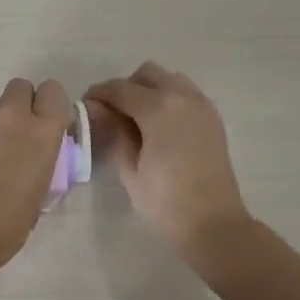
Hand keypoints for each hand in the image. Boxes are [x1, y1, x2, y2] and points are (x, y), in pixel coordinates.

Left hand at [0, 79, 72, 269]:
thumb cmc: (6, 224)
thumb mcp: (40, 190)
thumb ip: (40, 159)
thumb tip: (33, 154)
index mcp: (43, 131)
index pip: (53, 91)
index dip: (46, 104)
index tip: (40, 120)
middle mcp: (12, 112)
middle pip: (19, 86)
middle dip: (16, 104)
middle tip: (8, 131)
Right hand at [86, 63, 250, 251]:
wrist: (214, 226)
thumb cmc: (165, 202)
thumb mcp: (129, 169)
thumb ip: (114, 131)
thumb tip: (97, 109)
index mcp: (159, 108)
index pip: (120, 88)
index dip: (98, 94)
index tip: (84, 106)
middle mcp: (183, 97)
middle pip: (147, 74)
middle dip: (126, 87)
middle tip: (112, 113)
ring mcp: (202, 105)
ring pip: (169, 79)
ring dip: (150, 89)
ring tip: (137, 118)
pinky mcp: (212, 118)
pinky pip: (186, 93)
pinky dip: (169, 98)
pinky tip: (159, 126)